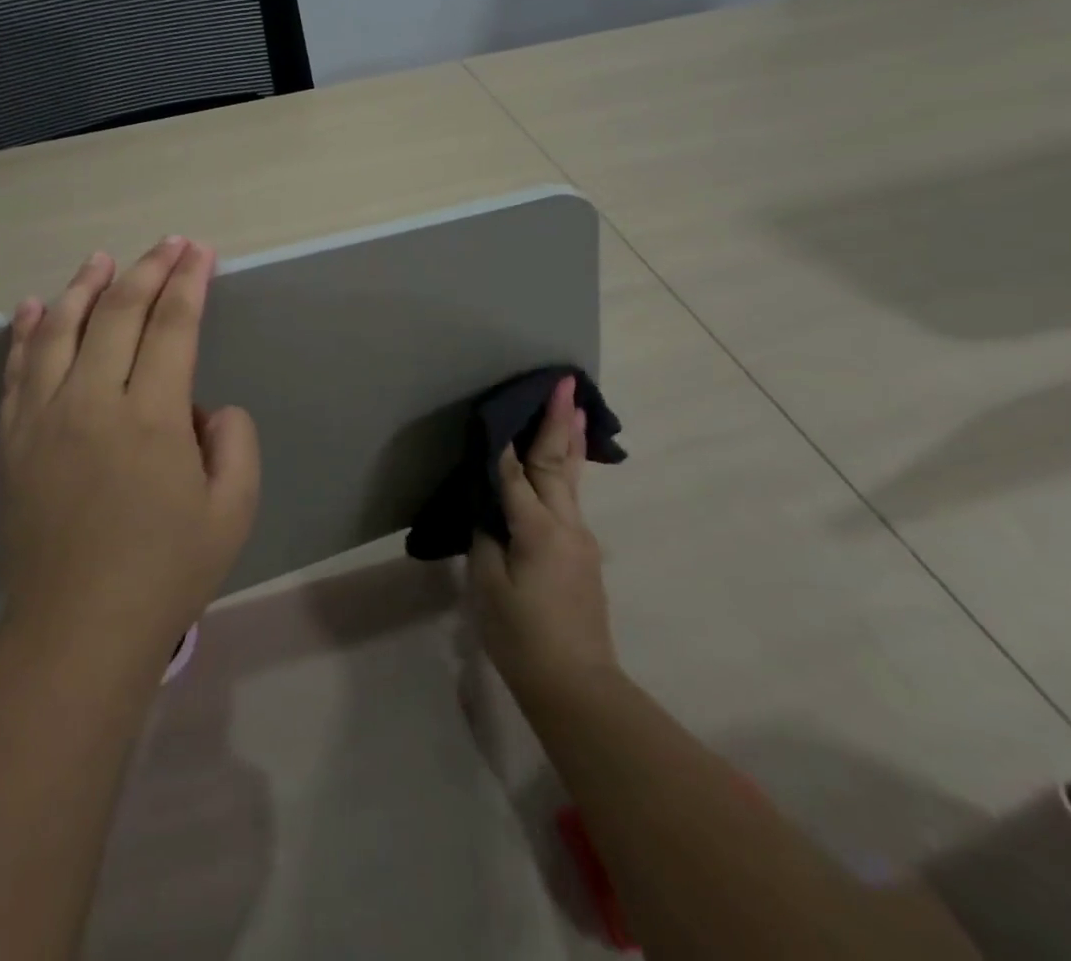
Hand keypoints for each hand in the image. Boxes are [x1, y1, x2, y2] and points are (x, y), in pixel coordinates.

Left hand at [0, 237, 260, 672]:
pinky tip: (34, 307)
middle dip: (149, 270)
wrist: (78, 628)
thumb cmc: (165, 572)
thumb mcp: (233, 512)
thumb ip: (236, 443)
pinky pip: (19, 370)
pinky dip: (28, 332)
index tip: (200, 252)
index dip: (189, 282)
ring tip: (102, 259)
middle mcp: (93, 401)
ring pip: (62, 329)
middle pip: (119, 313)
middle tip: (168, 244)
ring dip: (85, 287)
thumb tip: (207, 408)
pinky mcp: (13, 438)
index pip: (173, 326)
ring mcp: (44, 416)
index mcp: (152, 416)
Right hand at [468, 376, 619, 706]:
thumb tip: (490, 509)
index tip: (503, 404)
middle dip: (559, 422)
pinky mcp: (583, 556)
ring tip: (577, 409)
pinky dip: (565, 472)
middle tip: (566, 383)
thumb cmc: (521, 637)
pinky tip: (562, 466)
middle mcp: (567, 526)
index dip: (505, 440)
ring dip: (570, 441)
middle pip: (558, 464)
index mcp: (537, 530)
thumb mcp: (488, 585)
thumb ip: (487, 538)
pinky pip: (570, 502)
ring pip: (572, 480)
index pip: (515, 474)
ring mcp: (581, 541)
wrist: (577, 688)